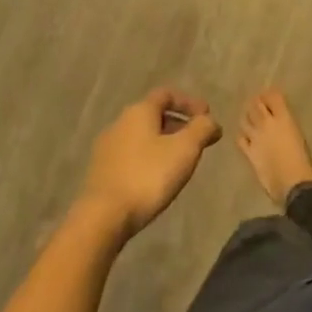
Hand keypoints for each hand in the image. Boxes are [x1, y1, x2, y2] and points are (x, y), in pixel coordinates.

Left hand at [77, 90, 221, 238]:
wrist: (103, 217)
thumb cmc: (148, 176)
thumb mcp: (185, 150)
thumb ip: (202, 129)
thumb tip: (211, 121)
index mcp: (139, 111)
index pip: (167, 94)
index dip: (189, 102)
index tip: (207, 116)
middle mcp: (120, 122)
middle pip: (153, 115)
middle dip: (178, 124)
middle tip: (197, 141)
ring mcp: (107, 147)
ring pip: (142, 136)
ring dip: (163, 142)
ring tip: (179, 162)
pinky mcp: (100, 171)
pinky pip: (131, 155)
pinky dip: (148, 158)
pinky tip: (156, 178)